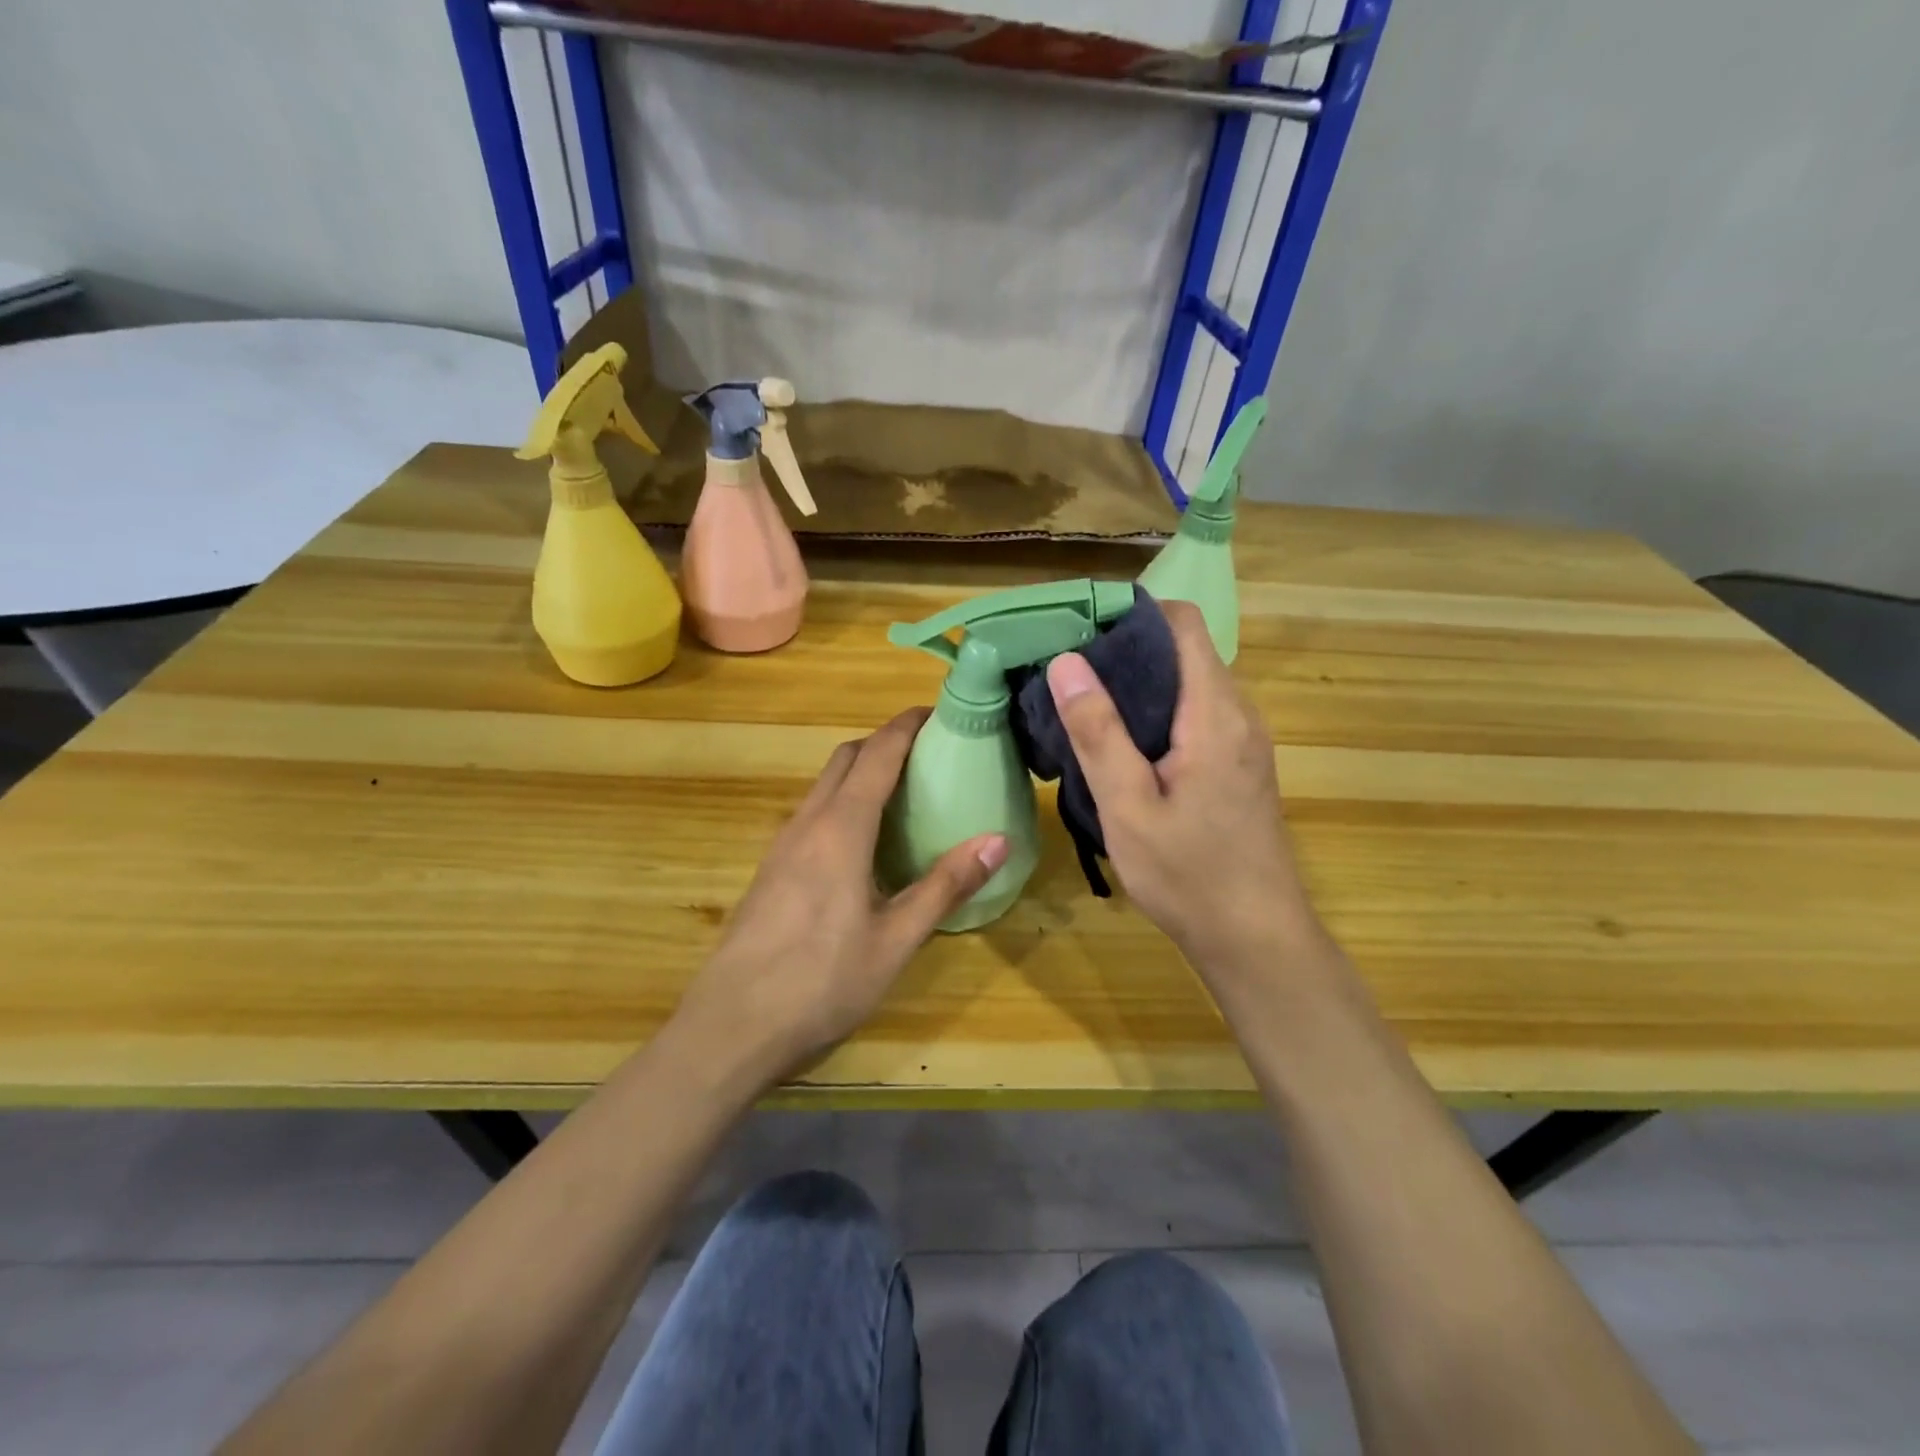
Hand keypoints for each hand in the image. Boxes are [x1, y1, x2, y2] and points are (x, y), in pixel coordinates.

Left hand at [675, 709, 1008, 1081]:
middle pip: (845, 759)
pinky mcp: (770, 870)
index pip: (877, 754)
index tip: (938, 712)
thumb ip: (946, 885)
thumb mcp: (896, 940)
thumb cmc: (821, 982)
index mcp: (841, 829)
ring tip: (904, 793)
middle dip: (884, 743)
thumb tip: (998, 839)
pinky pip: (812, 814)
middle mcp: (807, 824)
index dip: (906, 726)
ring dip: (861, 773)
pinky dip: (843, 803)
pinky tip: (864, 844)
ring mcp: (782, 846)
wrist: (730, 1027)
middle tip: (928, 755)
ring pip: (824, 786)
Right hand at [1046, 600, 1316, 971]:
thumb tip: (1066, 662)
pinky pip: (1196, 713)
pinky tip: (1121, 745)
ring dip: (1139, 685)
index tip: (1079, 633)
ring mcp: (1243, 739)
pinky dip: (1157, 712)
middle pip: (1183, 650)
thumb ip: (1098, 732)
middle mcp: (1238, 713)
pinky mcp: (1239, 763)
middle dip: (1125, 651)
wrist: (1255, 938)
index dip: (1132, 615)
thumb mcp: (1128, 807)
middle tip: (1067, 674)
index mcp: (1214, 713)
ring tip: (1084, 706)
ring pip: (1188, 683)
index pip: (1182, 623)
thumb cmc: (1189, 875)